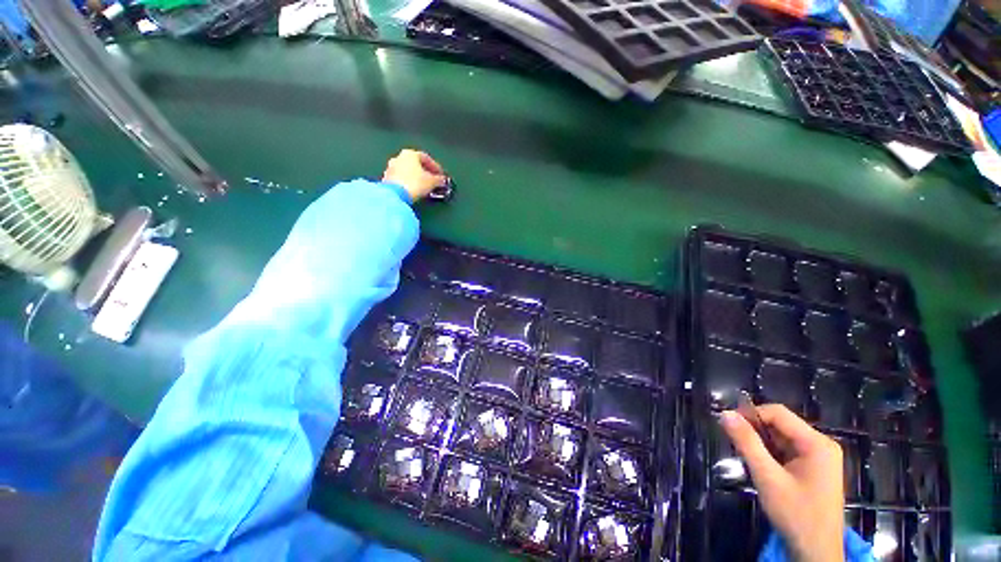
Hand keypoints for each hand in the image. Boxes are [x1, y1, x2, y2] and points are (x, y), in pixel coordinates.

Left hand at [382, 149, 446, 201]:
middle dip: (425, 172)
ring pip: (407, 171)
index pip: (426, 158)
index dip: (435, 167)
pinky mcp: (387, 179)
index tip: (441, 175)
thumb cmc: (415, 183)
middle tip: (433, 180)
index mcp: (410, 154)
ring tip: (424, 187)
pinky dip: (409, 183)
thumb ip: (439, 179)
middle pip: (415, 164)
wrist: (395, 195)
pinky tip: (414, 190)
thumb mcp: (432, 182)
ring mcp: (391, 168)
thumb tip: (443, 180)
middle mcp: (399, 157)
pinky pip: (401, 179)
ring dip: (416, 178)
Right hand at [720, 405, 844, 561]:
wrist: (816, 552)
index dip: (750, 414)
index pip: (778, 413)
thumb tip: (725, 413)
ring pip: (782, 438)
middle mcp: (821, 445)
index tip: (728, 425)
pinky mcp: (815, 469)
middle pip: (780, 425)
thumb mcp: (767, 477)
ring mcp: (820, 457)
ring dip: (762, 445)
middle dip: (756, 432)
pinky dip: (771, 455)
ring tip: (747, 459)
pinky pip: (787, 451)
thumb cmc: (795, 514)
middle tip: (736, 446)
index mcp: (816, 443)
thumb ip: (747, 443)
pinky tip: (762, 469)